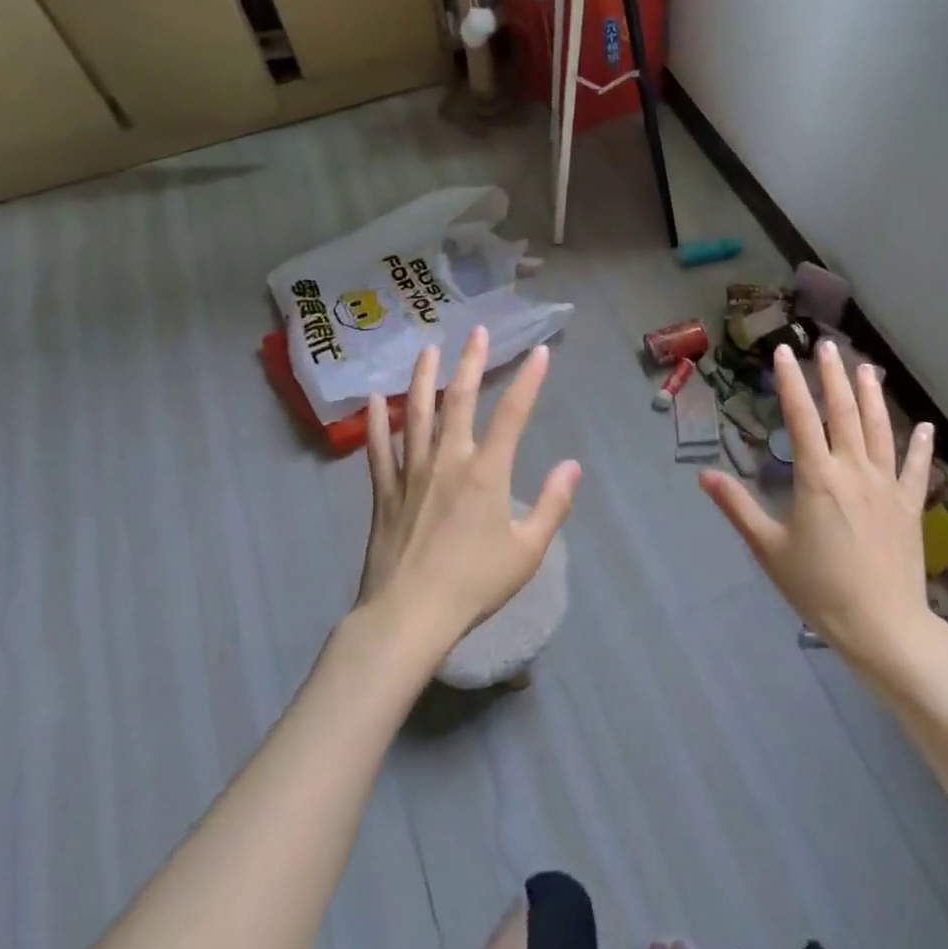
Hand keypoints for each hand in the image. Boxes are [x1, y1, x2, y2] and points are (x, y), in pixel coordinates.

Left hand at [357, 327, 579, 652]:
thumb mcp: (528, 551)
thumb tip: (572, 466)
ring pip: (416, 415)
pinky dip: (377, 422)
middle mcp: (448, 461)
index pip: (513, 414)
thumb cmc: (474, 584)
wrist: (408, 617)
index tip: (539, 352)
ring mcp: (411, 474)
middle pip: (458, 401)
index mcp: (486, 473)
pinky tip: (375, 398)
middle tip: (476, 331)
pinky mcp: (384, 493)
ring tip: (428, 349)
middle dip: (470, 363)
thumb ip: (553, 505)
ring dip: (422, 379)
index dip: (528, 380)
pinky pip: (379, 449)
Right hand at [700, 342, 937, 673]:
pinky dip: (920, 446)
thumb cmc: (819, 588)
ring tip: (868, 368)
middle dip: (834, 375)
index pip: (801, 417)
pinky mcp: (910, 505)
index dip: (791, 381)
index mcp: (818, 477)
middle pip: (844, 411)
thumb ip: (738, 507)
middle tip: (828, 345)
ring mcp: (887, 485)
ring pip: (880, 429)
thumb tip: (704, 475)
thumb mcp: (769, 549)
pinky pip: (916, 468)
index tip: (784, 352)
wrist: (882, 626)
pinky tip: (924, 426)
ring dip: (872, 396)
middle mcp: (854, 470)